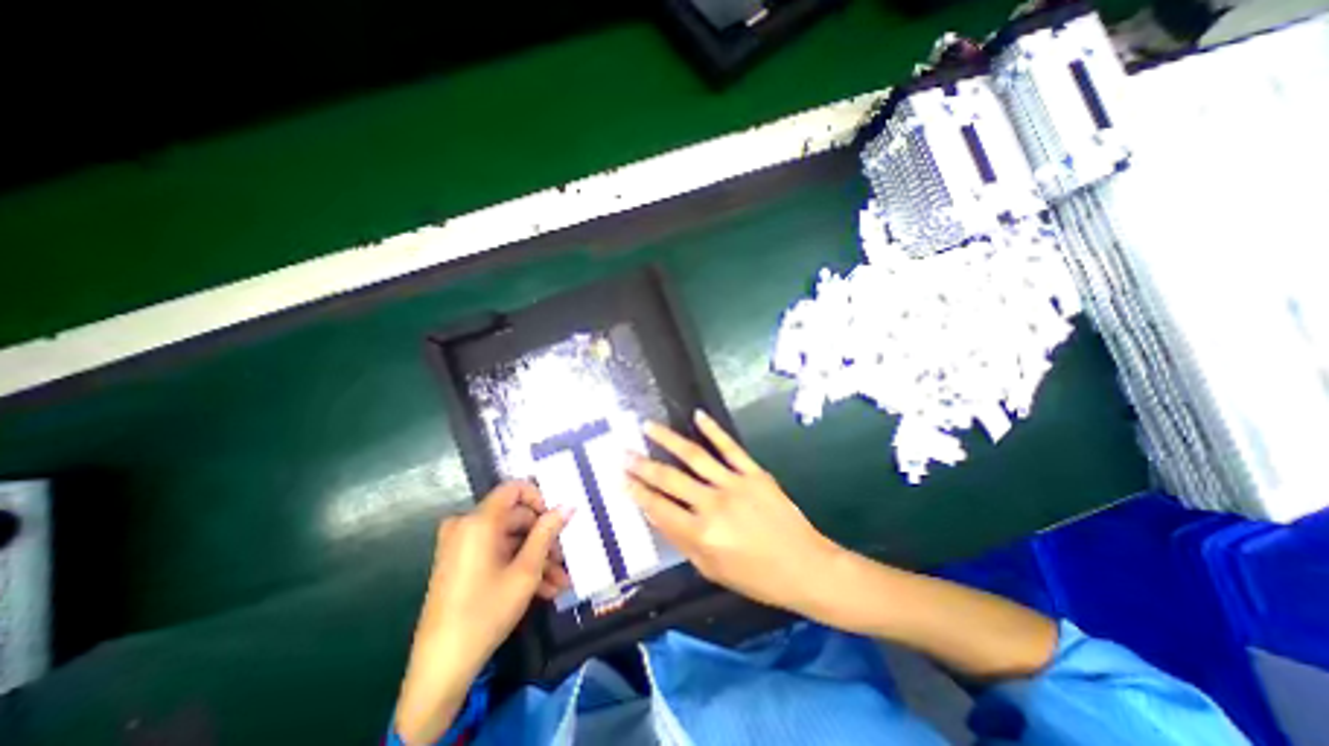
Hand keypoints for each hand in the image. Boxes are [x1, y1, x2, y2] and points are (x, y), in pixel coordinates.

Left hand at [394, 480, 571, 741]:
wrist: (440, 669)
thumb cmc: (486, 612)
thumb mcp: (526, 571)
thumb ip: (547, 533)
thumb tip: (568, 505)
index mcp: (478, 521)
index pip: (514, 488)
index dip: (540, 499)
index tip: (557, 519)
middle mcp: (465, 526)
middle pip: (514, 517)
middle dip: (543, 538)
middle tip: (564, 559)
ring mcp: (460, 546)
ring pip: (508, 539)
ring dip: (535, 558)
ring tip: (559, 582)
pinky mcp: (459, 564)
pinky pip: (495, 554)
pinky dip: (517, 566)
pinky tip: (543, 589)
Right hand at [627, 410, 839, 614]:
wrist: (805, 567)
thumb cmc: (756, 577)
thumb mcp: (712, 570)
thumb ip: (682, 541)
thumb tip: (659, 514)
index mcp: (701, 535)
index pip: (658, 508)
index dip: (636, 492)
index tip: (620, 478)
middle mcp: (713, 505)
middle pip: (669, 479)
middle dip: (642, 465)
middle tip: (622, 452)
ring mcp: (734, 484)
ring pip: (694, 456)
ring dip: (667, 439)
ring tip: (647, 426)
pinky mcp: (754, 472)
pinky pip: (730, 447)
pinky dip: (713, 429)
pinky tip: (697, 416)